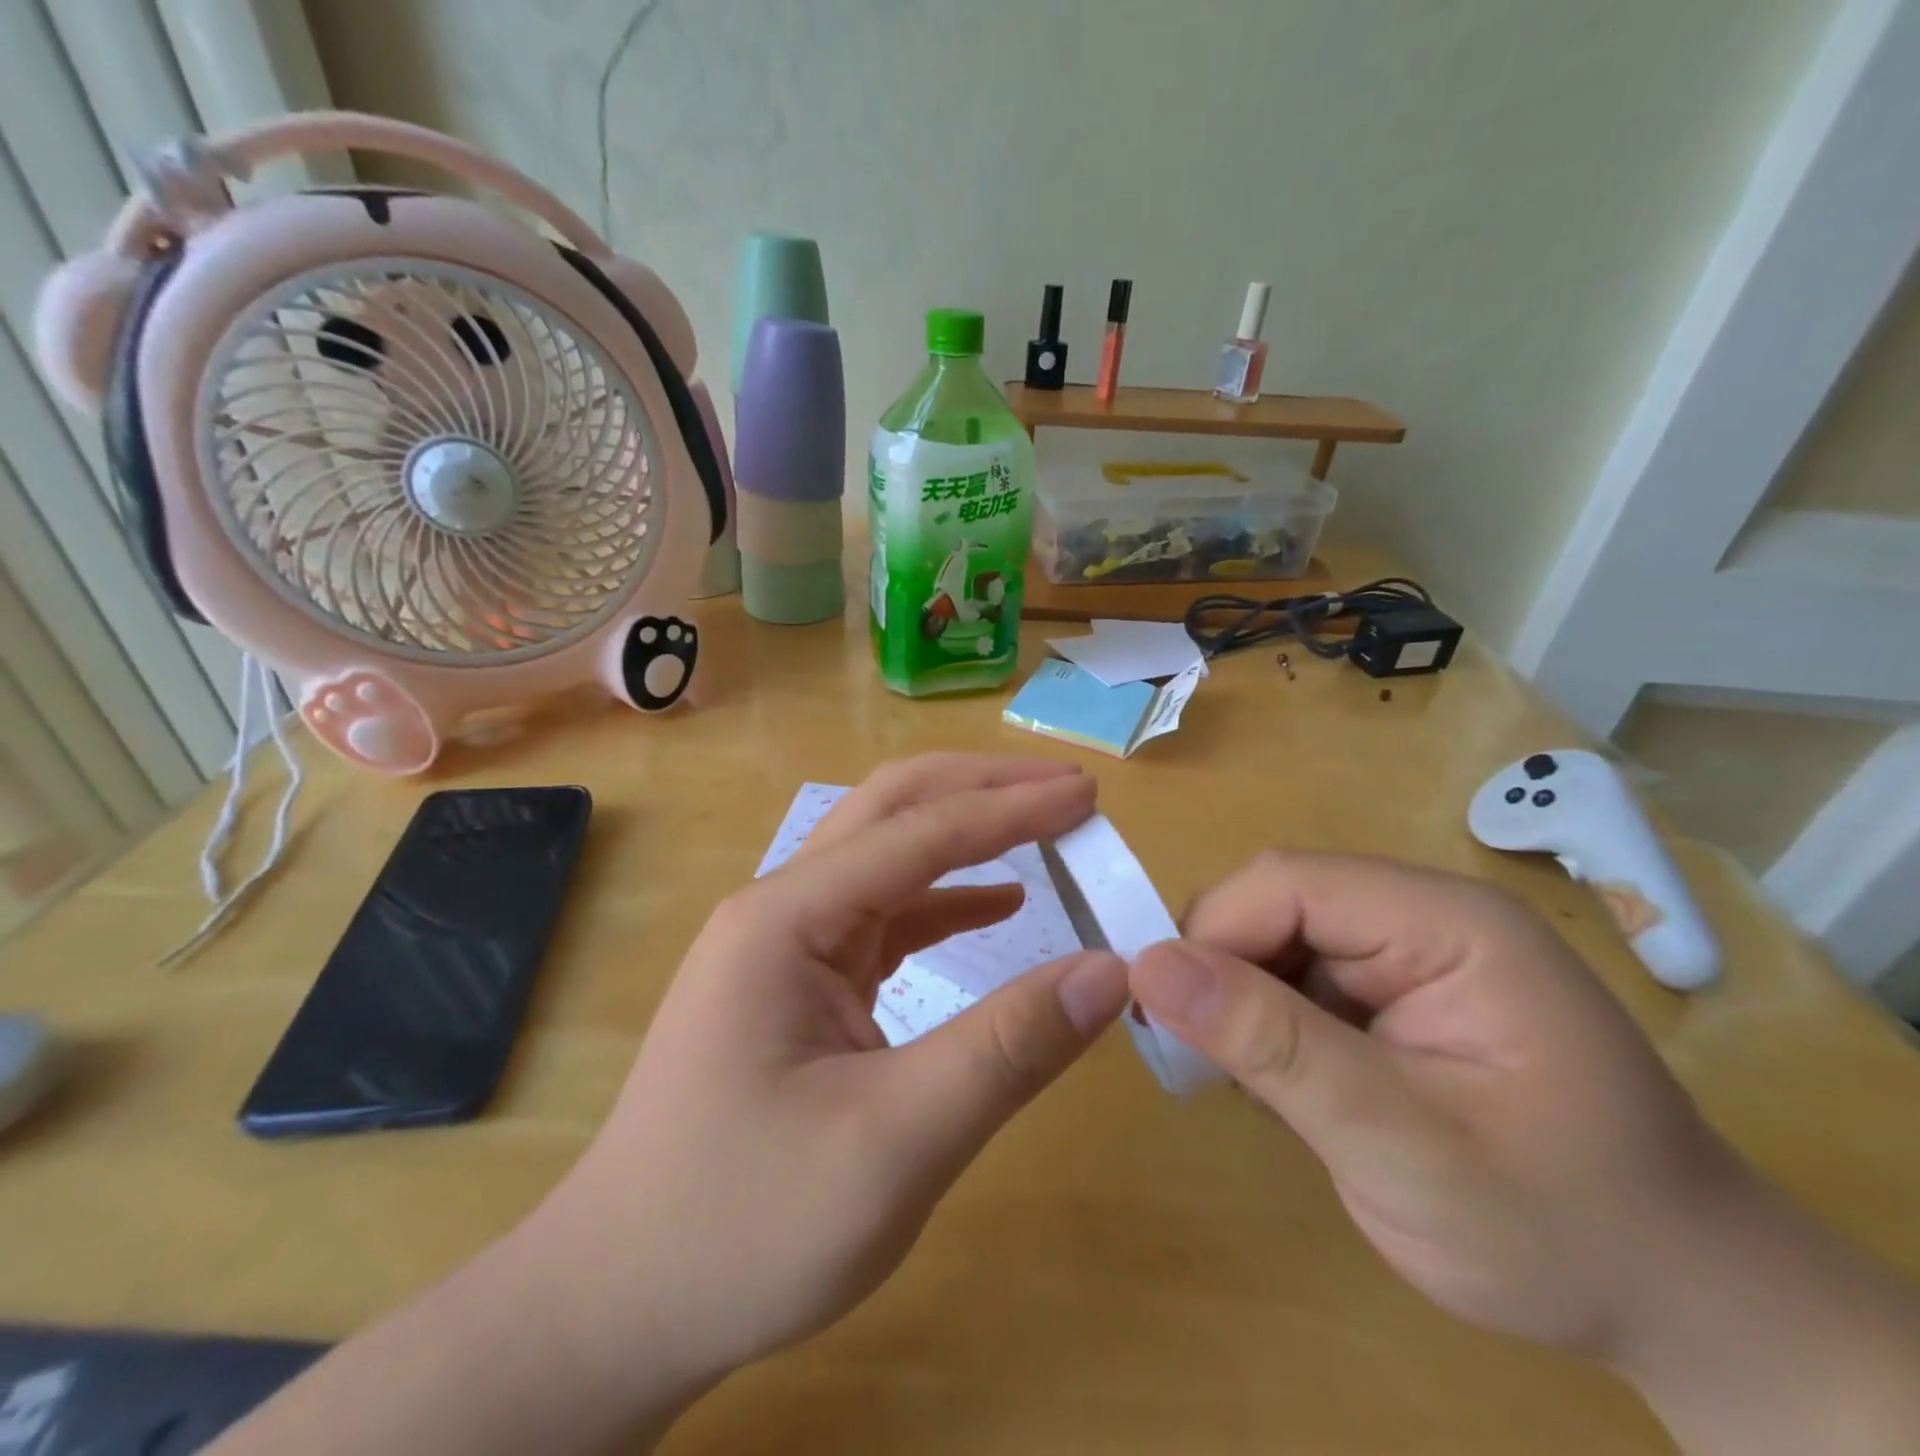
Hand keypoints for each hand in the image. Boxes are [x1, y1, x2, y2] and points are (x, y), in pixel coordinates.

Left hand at [532, 755, 1131, 1391]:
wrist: (621, 1304)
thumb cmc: (746, 1226)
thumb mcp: (894, 1143)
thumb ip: (1007, 1049)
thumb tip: (1108, 971)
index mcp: (787, 918)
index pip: (919, 832)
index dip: (1011, 807)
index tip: (1088, 793)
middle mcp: (781, 908)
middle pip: (892, 812)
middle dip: (983, 790)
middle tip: (1069, 789)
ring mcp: (786, 944)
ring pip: (889, 858)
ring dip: (967, 837)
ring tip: (1046, 829)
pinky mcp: (799, 981)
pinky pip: (883, 918)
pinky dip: (947, 902)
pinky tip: (998, 906)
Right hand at [1131, 853, 1746, 1356]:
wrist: (1683, 1306)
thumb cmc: (1559, 1230)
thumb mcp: (1402, 1147)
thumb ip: (1273, 1047)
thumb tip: (1148, 965)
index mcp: (1446, 922)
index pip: (1287, 884)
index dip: (1213, 935)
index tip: (1169, 1019)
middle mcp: (1423, 916)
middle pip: (1274, 906)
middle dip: (1223, 977)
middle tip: (1204, 1065)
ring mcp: (1410, 954)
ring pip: (1274, 944)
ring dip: (1242, 1009)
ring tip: (1254, 1091)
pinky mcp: (1394, 993)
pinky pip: (1295, 981)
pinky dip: (1268, 1030)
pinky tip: (1288, 1091)